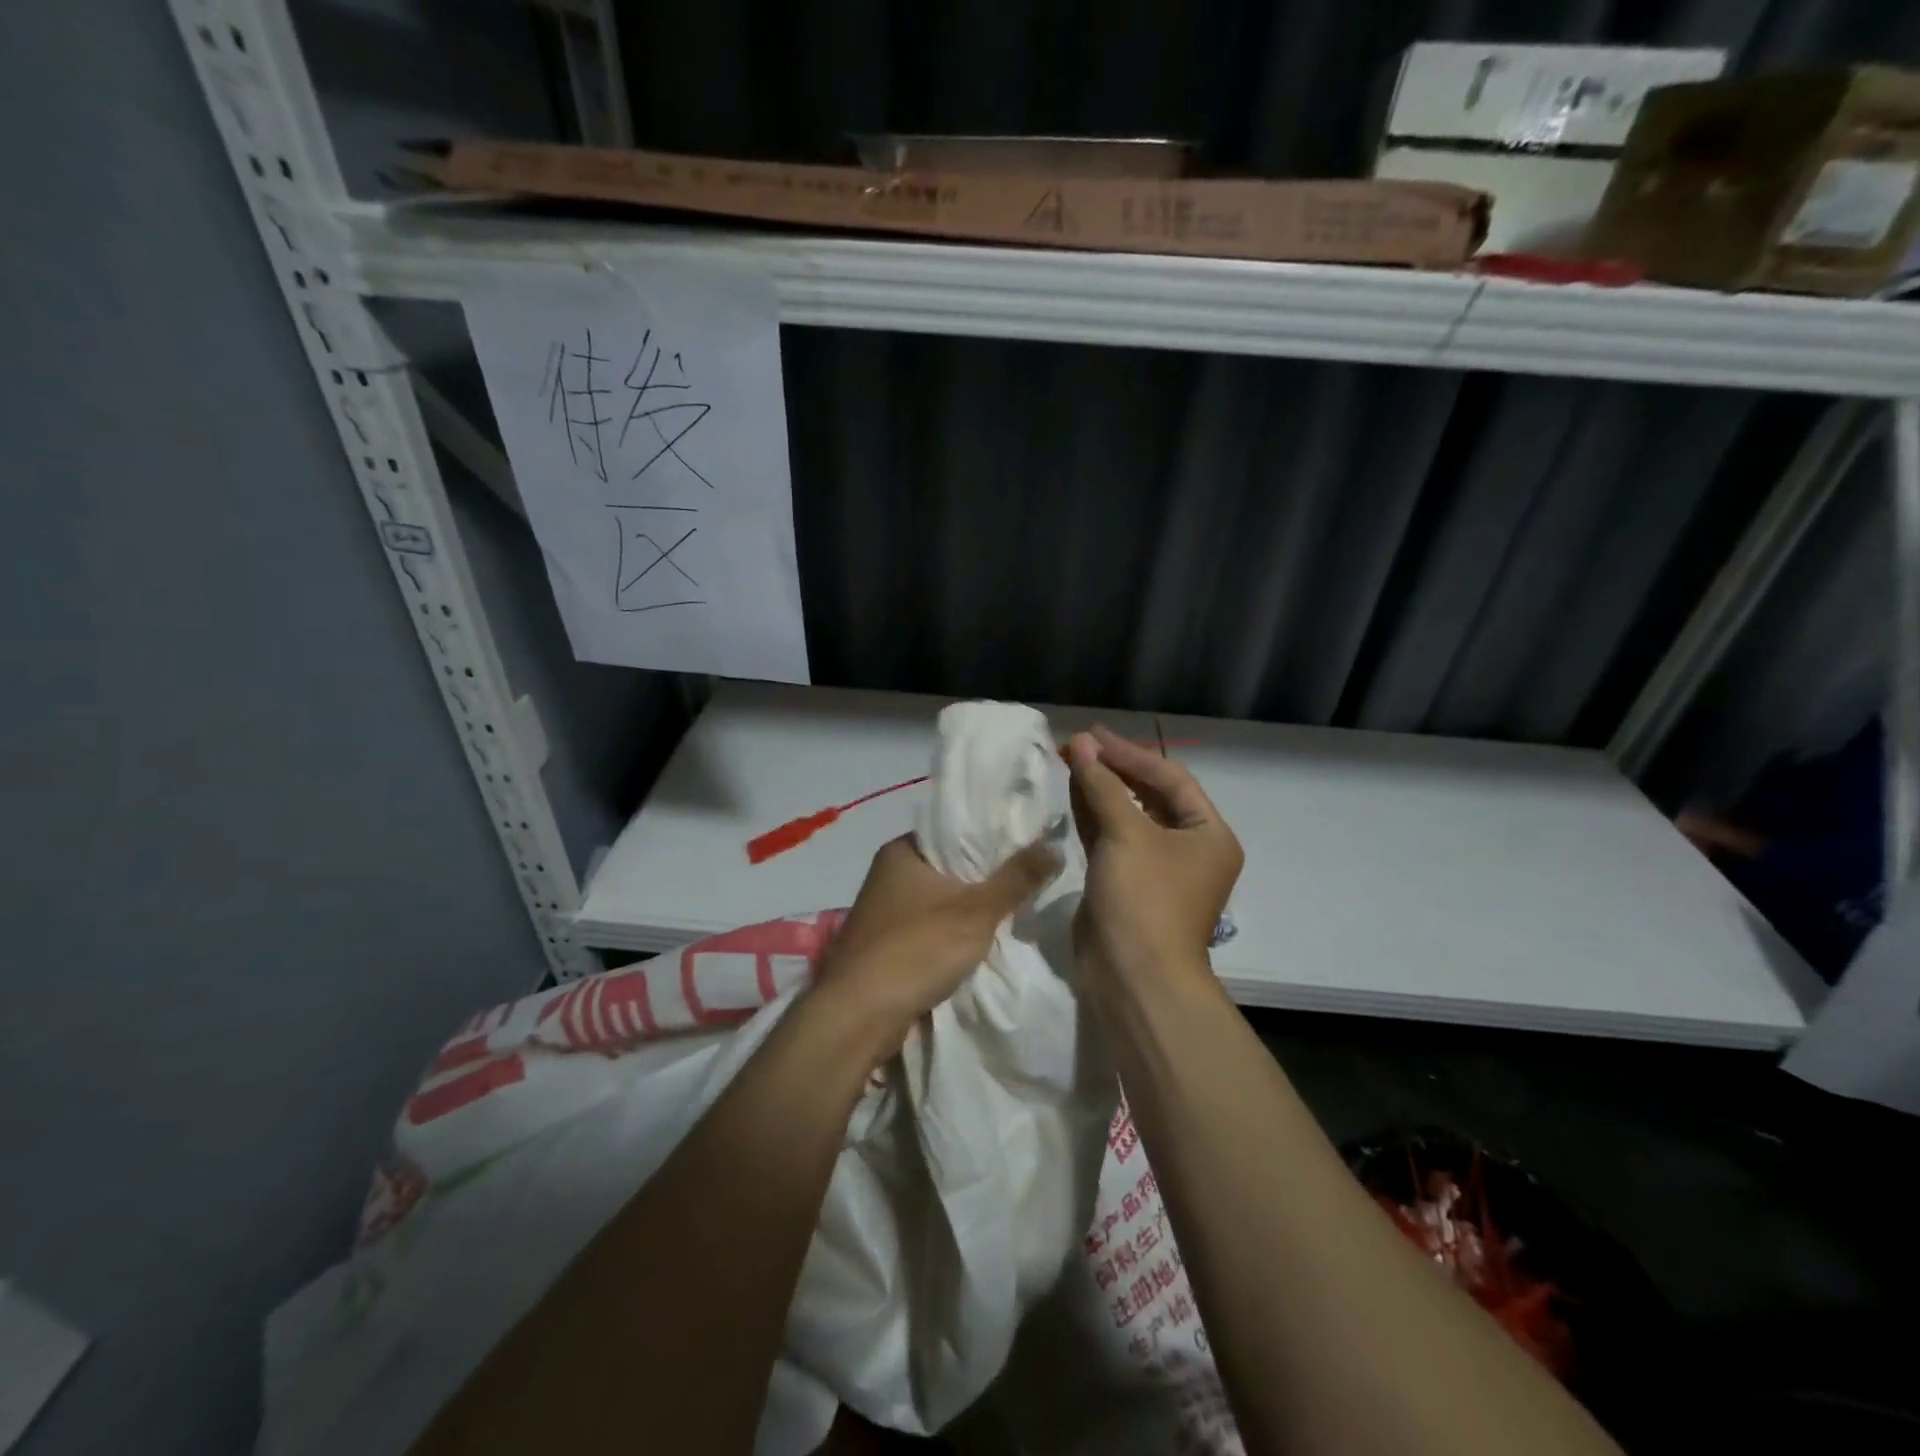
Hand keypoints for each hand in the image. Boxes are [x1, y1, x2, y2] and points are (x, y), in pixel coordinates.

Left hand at [816, 834, 1061, 1054]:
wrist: (859, 1015)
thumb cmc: (917, 949)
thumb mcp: (976, 911)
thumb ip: (1017, 878)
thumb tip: (1055, 846)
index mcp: (902, 850)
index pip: (955, 829)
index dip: (992, 834)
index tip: (1028, 843)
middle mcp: (888, 872)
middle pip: (949, 865)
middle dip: (985, 875)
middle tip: (1030, 877)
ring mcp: (884, 910)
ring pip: (940, 898)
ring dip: (970, 907)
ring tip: (1014, 907)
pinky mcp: (885, 943)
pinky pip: (929, 926)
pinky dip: (952, 931)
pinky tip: (981, 940)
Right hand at [1067, 726, 1242, 983]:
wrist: (1133, 977)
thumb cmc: (1144, 899)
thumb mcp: (1126, 835)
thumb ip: (1102, 785)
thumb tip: (1080, 743)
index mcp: (1208, 834)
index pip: (1170, 779)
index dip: (1130, 753)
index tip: (1092, 735)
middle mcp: (1187, 848)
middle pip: (1148, 795)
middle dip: (1113, 769)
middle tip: (1076, 745)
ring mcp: (1155, 868)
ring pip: (1126, 817)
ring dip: (1099, 790)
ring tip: (1068, 760)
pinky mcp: (1125, 883)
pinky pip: (1110, 839)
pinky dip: (1092, 816)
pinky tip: (1071, 793)